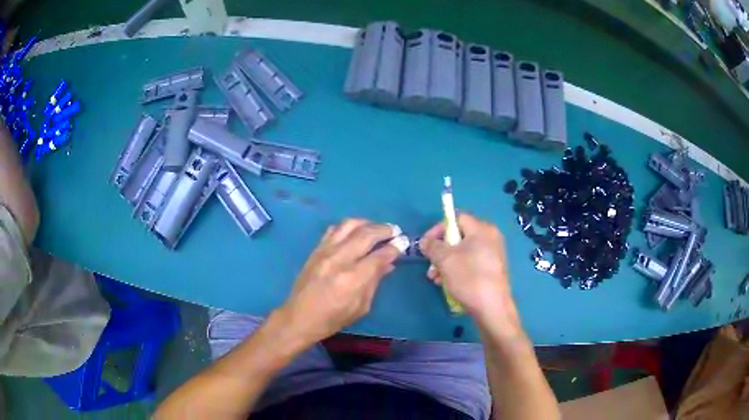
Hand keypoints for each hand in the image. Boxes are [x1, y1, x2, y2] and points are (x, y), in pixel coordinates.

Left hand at [278, 219, 404, 347]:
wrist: (299, 317)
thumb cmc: (333, 319)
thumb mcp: (361, 307)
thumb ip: (375, 281)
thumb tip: (389, 263)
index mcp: (353, 278)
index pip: (379, 255)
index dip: (395, 247)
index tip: (403, 243)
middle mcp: (339, 259)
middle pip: (366, 234)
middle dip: (384, 229)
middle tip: (395, 231)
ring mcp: (325, 251)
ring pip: (349, 225)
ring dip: (367, 223)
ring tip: (376, 228)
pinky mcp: (316, 249)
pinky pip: (334, 229)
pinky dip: (349, 226)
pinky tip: (355, 232)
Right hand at [420, 214, 517, 327]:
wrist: (492, 307)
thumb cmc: (469, 278)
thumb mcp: (445, 260)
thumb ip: (432, 246)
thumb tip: (426, 241)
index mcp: (482, 229)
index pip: (456, 218)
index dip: (438, 229)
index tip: (426, 244)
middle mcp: (490, 237)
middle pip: (459, 236)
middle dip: (440, 250)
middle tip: (430, 264)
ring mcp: (493, 254)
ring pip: (463, 252)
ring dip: (446, 263)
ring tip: (435, 278)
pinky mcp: (492, 269)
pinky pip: (471, 262)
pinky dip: (457, 269)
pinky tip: (446, 283)